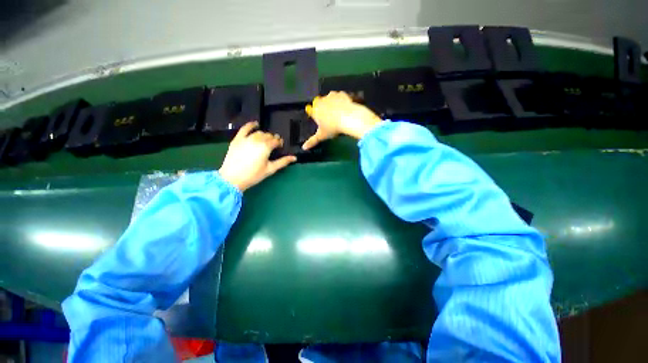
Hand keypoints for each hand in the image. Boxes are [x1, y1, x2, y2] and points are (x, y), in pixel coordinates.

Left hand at [219, 121, 296, 191]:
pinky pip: (245, 128)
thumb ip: (283, 162)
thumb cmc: (254, 175)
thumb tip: (294, 158)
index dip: (279, 143)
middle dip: (272, 139)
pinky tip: (255, 124)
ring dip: (264, 135)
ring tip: (265, 139)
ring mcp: (246, 138)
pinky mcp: (237, 139)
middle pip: (268, 136)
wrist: (232, 178)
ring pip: (259, 133)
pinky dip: (251, 125)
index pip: (276, 141)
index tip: (280, 146)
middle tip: (273, 144)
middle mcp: (257, 140)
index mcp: (266, 147)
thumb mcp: (270, 169)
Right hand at [302, 91, 383, 149]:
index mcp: (315, 110)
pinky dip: (342, 101)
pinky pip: (340, 97)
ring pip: (330, 98)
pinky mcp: (342, 94)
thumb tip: (303, 148)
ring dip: (332, 103)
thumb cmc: (332, 128)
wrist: (348, 118)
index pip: (312, 110)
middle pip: (320, 103)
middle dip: (323, 109)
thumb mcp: (322, 136)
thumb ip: (312, 141)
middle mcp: (321, 100)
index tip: (321, 120)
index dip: (316, 115)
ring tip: (338, 113)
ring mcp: (332, 96)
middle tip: (330, 118)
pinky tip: (345, 108)